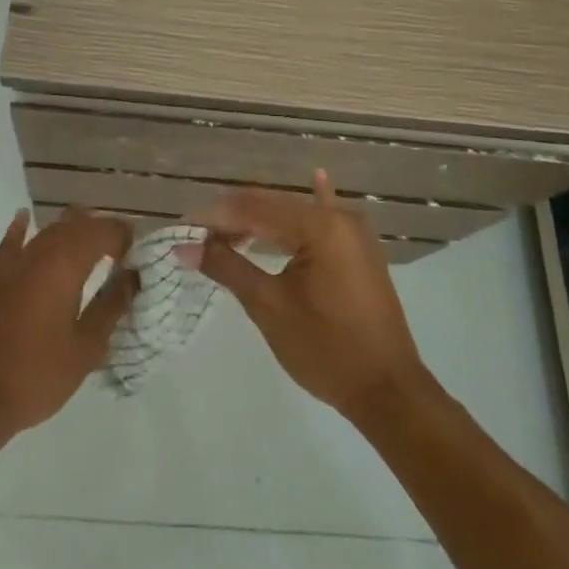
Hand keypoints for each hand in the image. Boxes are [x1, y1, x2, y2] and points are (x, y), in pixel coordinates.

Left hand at [0, 209, 136, 438]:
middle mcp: (39, 252)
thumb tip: (132, 277)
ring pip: (48, 230)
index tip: (140, 256)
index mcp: (65, 264)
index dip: (126, 237)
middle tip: (123, 253)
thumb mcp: (87, 347)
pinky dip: (23, 229)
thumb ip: (111, 306)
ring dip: (72, 230)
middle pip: (77, 224)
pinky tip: (26, 219)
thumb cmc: (37, 374)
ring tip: (92, 244)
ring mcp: (12, 263)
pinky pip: (11, 242)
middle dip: (103, 231)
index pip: (104, 231)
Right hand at [196, 171, 430, 417]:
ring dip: (259, 220)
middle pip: (274, 206)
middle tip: (195, 235)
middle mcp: (339, 219)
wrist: (387, 391)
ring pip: (294, 215)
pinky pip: (325, 222)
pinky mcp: (358, 252)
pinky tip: (315, 177)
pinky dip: (311, 206)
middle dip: (232, 218)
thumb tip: (183, 247)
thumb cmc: (325, 349)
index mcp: (320, 227)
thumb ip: (227, 267)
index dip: (214, 217)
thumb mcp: (269, 306)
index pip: (254, 209)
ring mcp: (353, 234)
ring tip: (222, 230)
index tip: (181, 229)